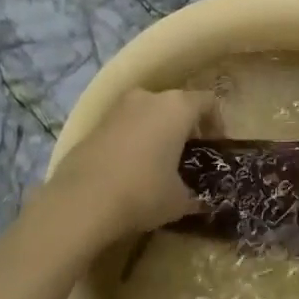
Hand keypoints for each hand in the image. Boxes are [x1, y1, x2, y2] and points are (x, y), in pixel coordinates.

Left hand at [42, 88, 211, 243]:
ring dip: (158, 132)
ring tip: (159, 163)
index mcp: (177, 107)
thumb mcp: (179, 200)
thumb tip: (198, 201)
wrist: (81, 201)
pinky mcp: (95, 124)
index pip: (207, 102)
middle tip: (189, 156)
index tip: (216, 147)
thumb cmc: (143, 192)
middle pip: (176, 104)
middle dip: (185, 127)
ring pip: (148, 113)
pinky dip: (134, 140)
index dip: (217, 123)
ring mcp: (118, 108)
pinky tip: (132, 168)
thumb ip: (194, 195)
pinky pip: (125, 126)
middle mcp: (148, 98)